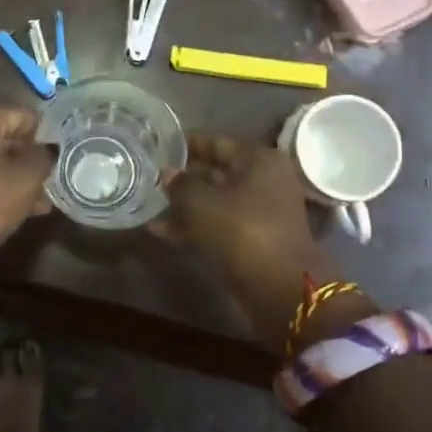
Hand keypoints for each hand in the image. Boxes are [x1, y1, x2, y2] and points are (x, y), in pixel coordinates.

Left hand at [0, 104, 53, 249]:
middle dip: (27, 163)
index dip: (44, 141)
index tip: (55, 165)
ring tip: (38, 204)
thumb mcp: (27, 177)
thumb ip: (44, 157)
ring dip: (13, 178)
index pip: (26, 119)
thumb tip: (48, 149)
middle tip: (47, 186)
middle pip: (6, 139)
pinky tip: (16, 209)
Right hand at [162, 133, 353, 345]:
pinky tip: (160, 231)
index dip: (187, 144)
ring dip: (185, 204)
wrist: (281, 290)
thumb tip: (167, 174)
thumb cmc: (242, 231)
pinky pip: (218, 225)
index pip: (218, 142)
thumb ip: (180, 184)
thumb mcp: (202, 203)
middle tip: (151, 175)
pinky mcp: (252, 241)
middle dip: (184, 176)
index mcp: (259, 160)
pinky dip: (193, 227)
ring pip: (215, 201)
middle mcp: (263, 181)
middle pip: (217, 171)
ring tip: (150, 204)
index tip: (159, 146)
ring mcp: (260, 213)